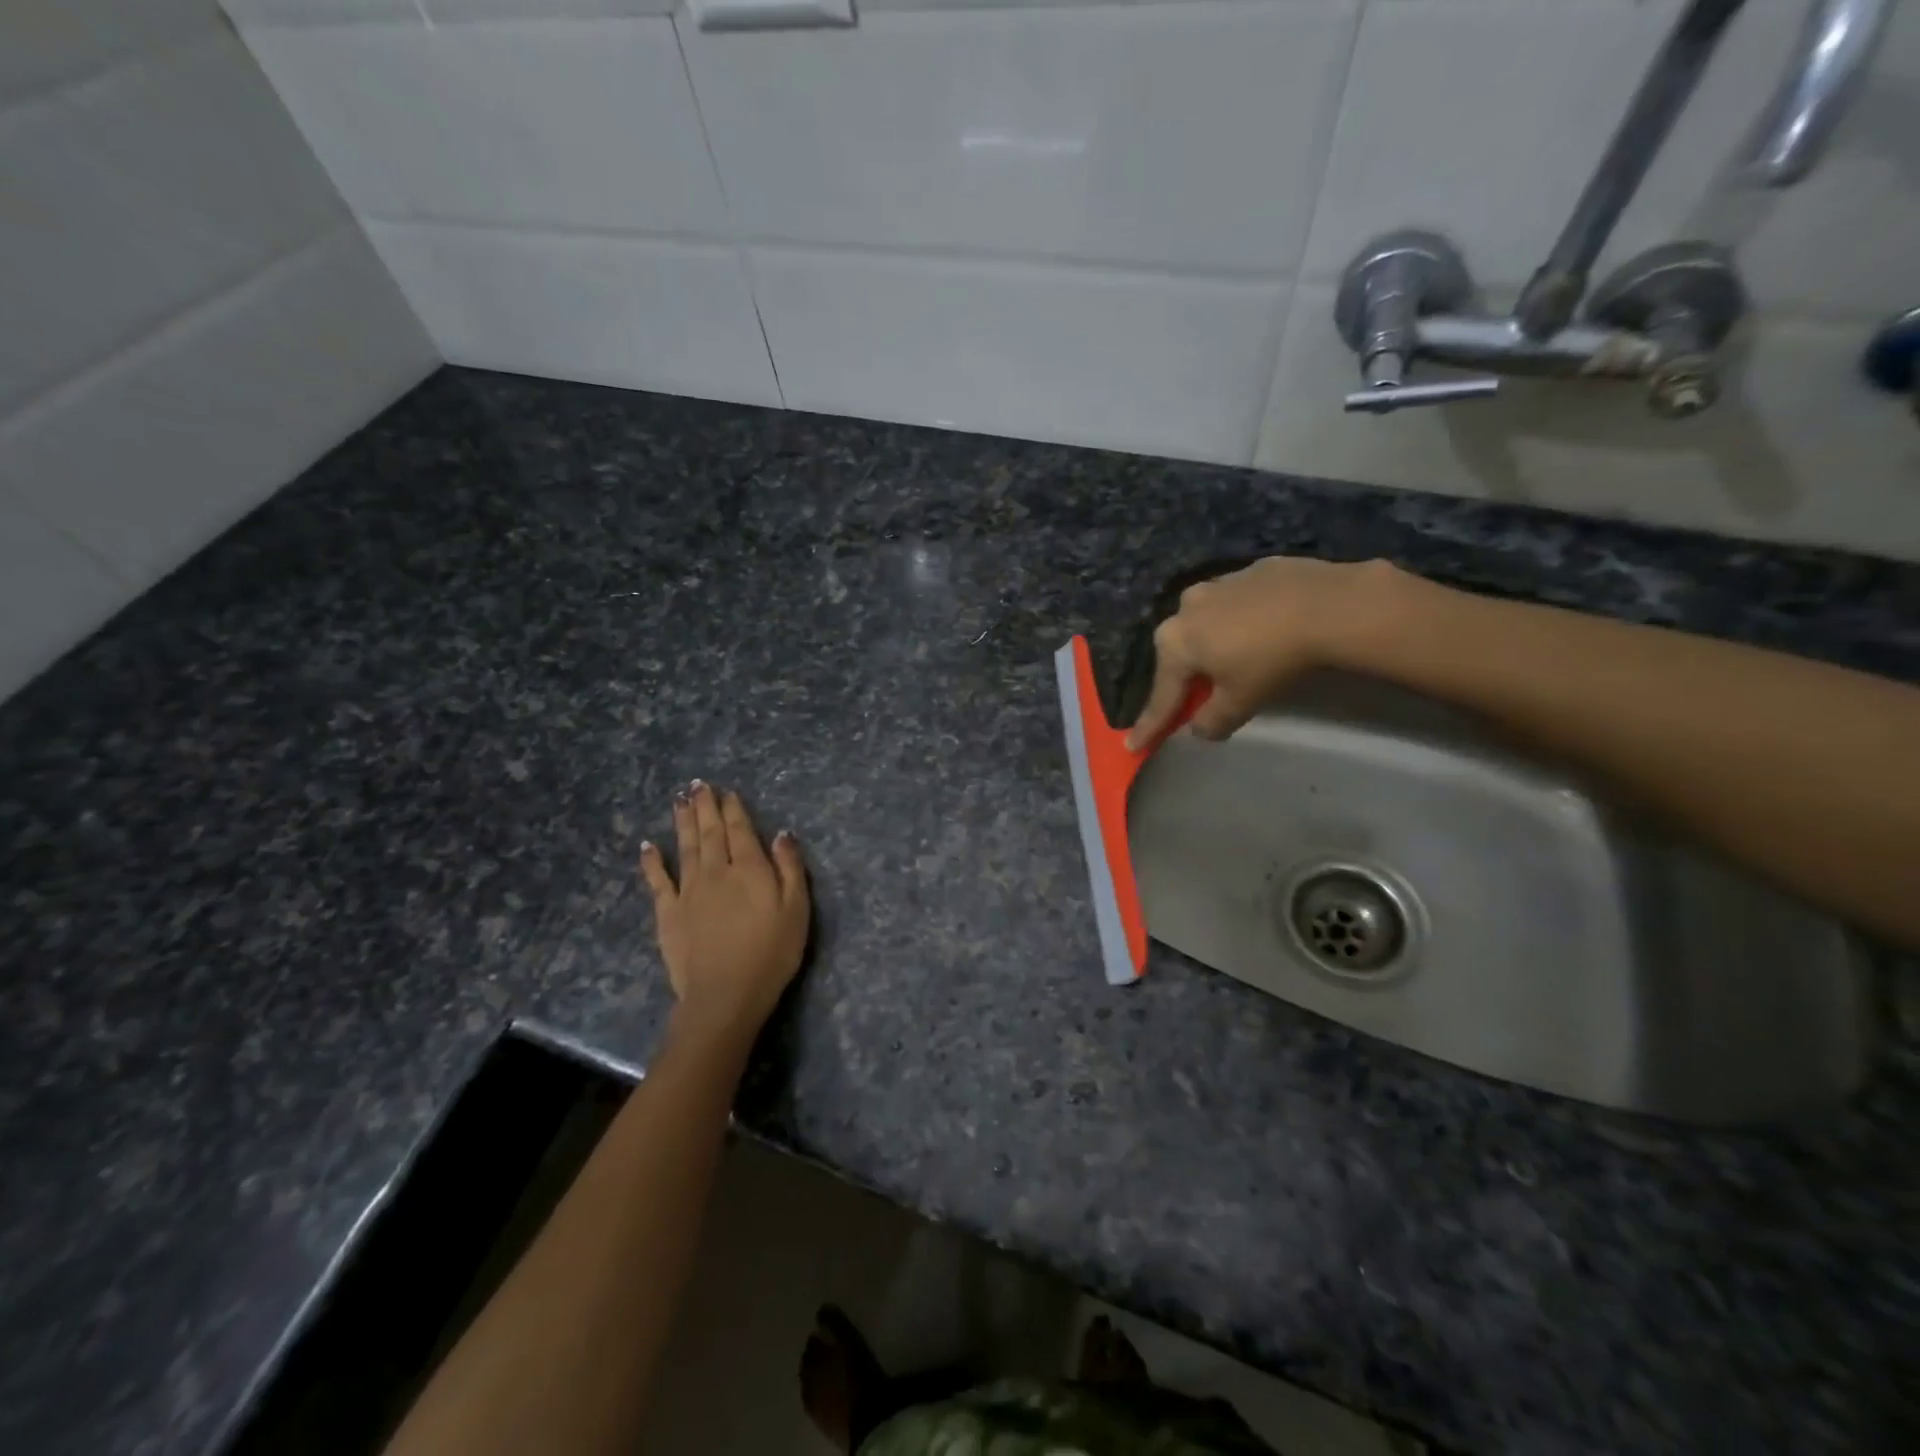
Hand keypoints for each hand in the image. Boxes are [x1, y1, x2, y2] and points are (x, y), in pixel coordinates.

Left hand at [639, 781, 810, 1040]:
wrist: (724, 994)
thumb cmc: (771, 954)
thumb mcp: (796, 910)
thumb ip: (790, 869)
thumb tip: (781, 833)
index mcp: (750, 869)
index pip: (741, 831)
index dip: (734, 809)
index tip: (727, 791)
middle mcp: (717, 871)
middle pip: (710, 832)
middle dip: (705, 807)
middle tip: (698, 785)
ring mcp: (688, 891)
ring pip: (685, 847)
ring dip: (683, 822)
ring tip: (679, 800)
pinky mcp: (668, 912)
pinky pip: (658, 880)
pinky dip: (652, 861)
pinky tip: (647, 845)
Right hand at [1126, 557, 1399, 748]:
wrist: (1329, 605)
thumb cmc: (1272, 660)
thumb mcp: (1240, 702)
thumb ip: (1212, 721)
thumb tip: (1199, 728)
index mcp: (1174, 643)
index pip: (1161, 696)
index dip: (1150, 726)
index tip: (1134, 746)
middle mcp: (1185, 608)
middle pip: (1180, 654)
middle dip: (1185, 677)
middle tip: (1197, 697)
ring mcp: (1218, 583)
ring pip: (1207, 624)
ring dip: (1214, 643)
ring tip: (1238, 658)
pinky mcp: (1251, 570)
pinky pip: (1237, 604)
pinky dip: (1242, 620)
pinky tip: (1266, 629)